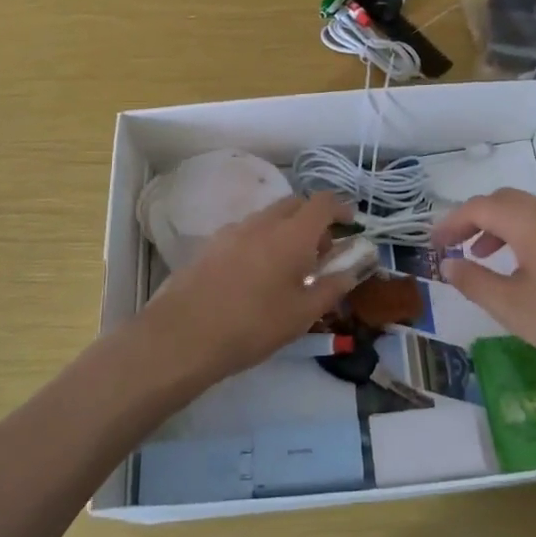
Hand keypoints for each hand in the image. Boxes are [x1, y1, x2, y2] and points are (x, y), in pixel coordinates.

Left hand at [138, 193, 357, 387]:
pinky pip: (247, 231)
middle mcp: (264, 221)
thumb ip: (331, 288)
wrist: (184, 334)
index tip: (350, 223)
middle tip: (319, 252)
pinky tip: (255, 275)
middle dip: (313, 220)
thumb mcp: (302, 314)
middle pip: (296, 204)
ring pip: (269, 217)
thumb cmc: (253, 325)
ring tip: (287, 268)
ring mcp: (234, 229)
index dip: (340, 207)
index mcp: (293, 234)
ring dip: (286, 230)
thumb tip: (351, 271)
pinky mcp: (212, 243)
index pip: (323, 202)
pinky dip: (262, 240)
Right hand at [430, 189, 535, 412]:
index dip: (450, 223)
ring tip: (481, 256)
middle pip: (500, 201)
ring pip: (522, 210)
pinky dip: (518, 234)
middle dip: (471, 219)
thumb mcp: (515, 308)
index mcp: (528, 222)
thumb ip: (475, 282)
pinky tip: (521, 267)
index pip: (478, 207)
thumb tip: (446, 264)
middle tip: (452, 247)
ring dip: (495, 226)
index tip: (431, 245)